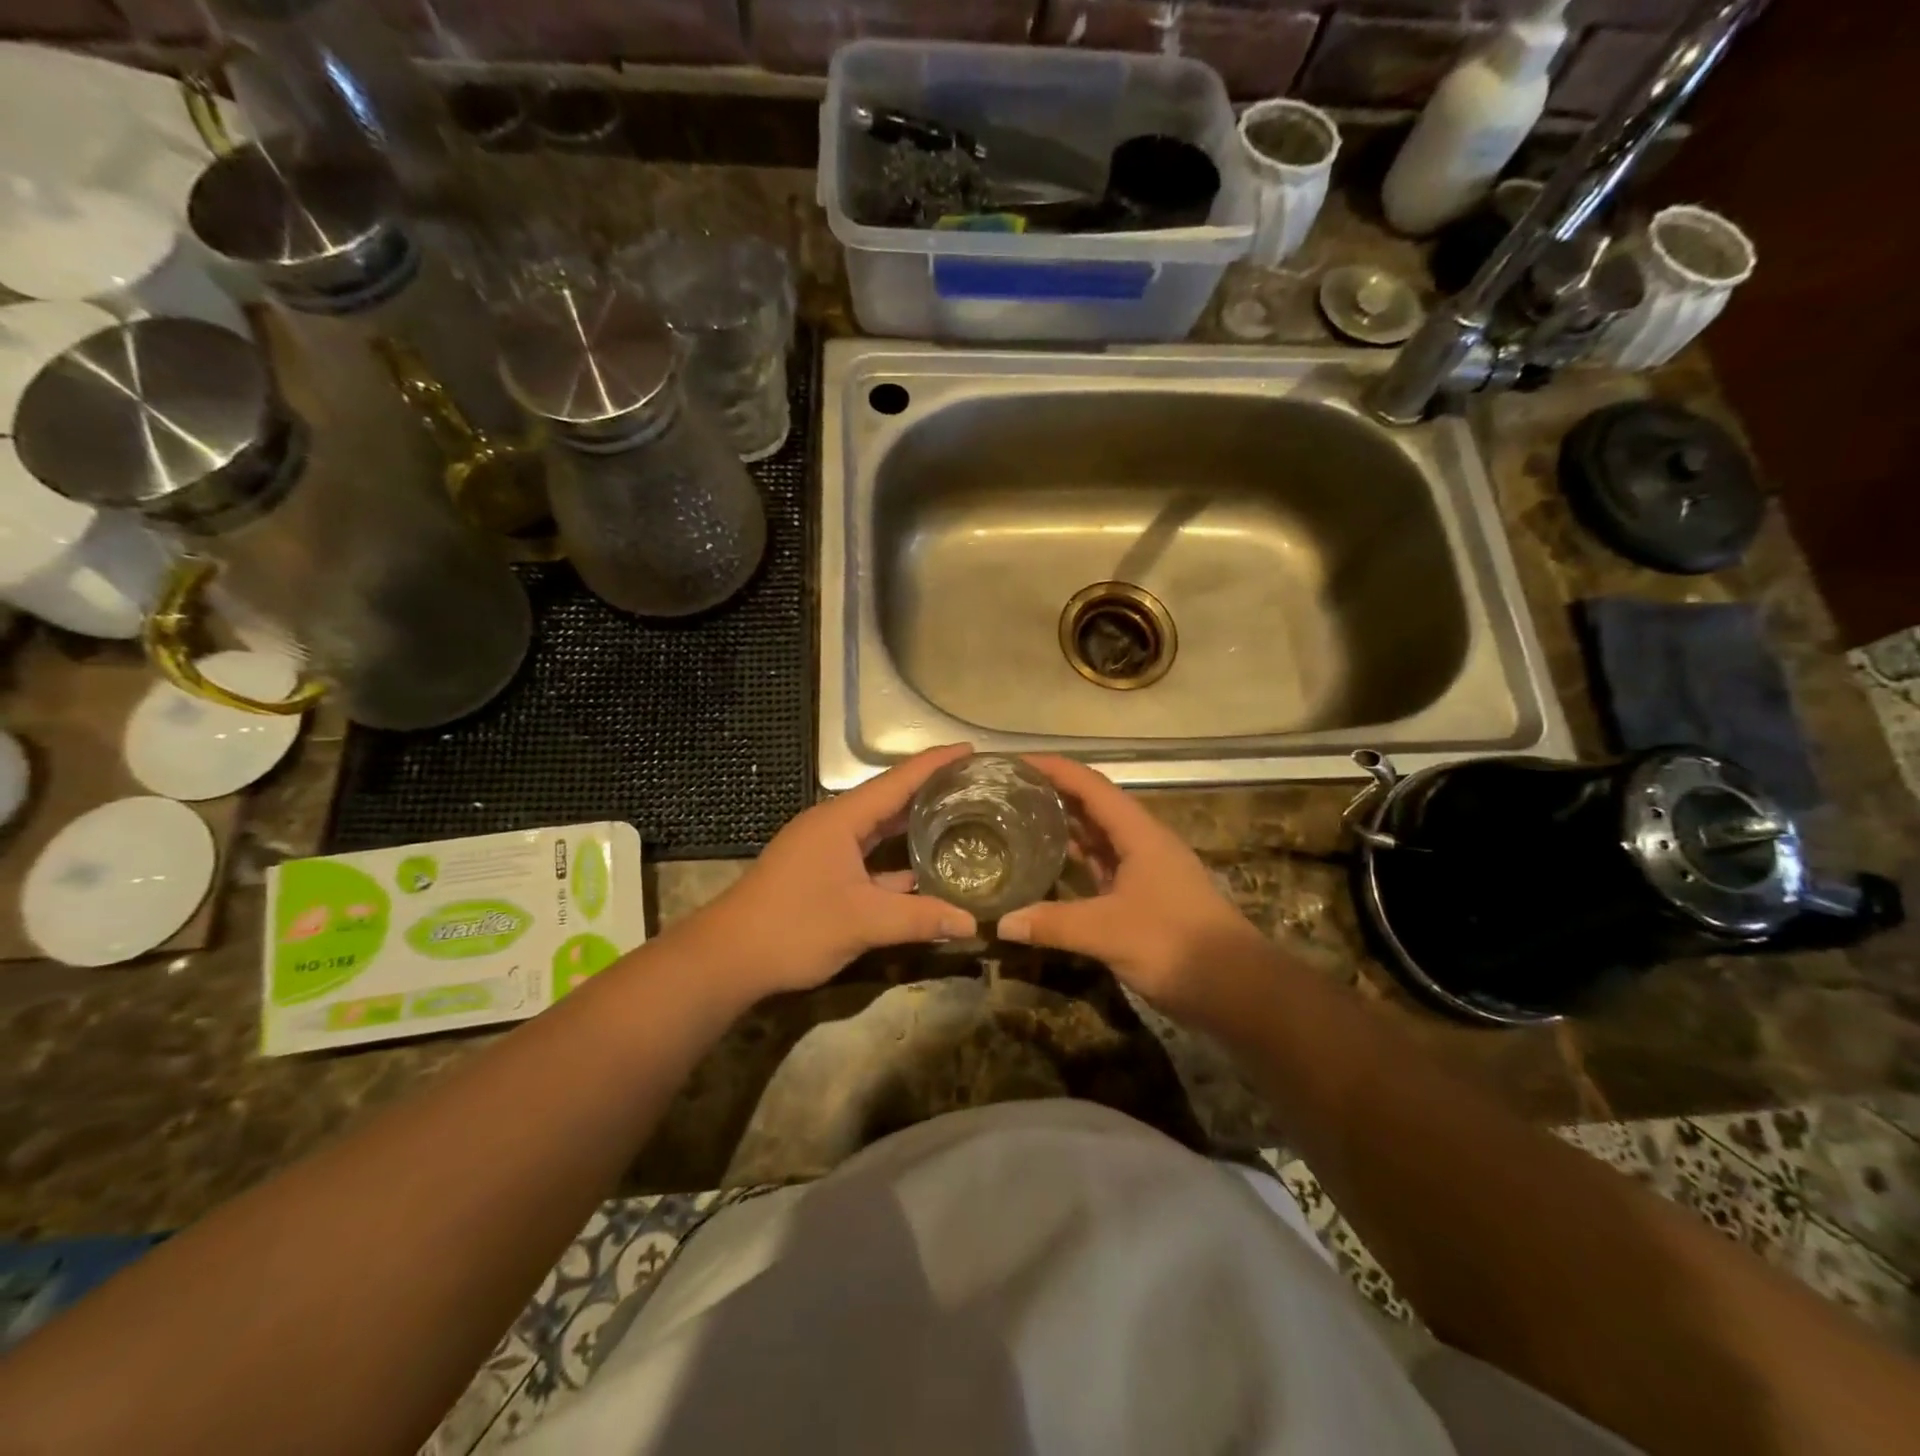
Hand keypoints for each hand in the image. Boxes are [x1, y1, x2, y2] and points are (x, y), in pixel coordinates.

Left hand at [680, 745, 977, 998]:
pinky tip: (928, 872)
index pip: (897, 781)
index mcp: (841, 818)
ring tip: (962, 821)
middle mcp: (835, 825)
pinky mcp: (823, 874)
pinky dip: (898, 862)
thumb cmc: (793, 927)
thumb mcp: (862, 922)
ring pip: (880, 831)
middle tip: (977, 787)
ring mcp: (827, 850)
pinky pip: (870, 857)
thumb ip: (919, 919)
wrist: (728, 959)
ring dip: (916, 827)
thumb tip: (973, 925)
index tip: (972, 750)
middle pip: (891, 800)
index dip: (935, 764)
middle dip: (932, 792)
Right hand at [998, 755, 1270, 1018]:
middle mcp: (1143, 842)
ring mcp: (1146, 870)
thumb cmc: (1174, 944)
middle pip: (1093, 806)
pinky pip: (1102, 867)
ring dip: (1063, 828)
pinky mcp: (1145, 897)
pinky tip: (1048, 870)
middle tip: (1006, 793)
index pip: (1091, 786)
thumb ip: (1053, 923)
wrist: (1237, 988)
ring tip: (1018, 823)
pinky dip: (1075, 862)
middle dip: (1053, 794)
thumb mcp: (1107, 932)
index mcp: (1139, 833)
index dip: (1054, 769)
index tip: (1015, 763)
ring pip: (1098, 838)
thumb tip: (1001, 922)